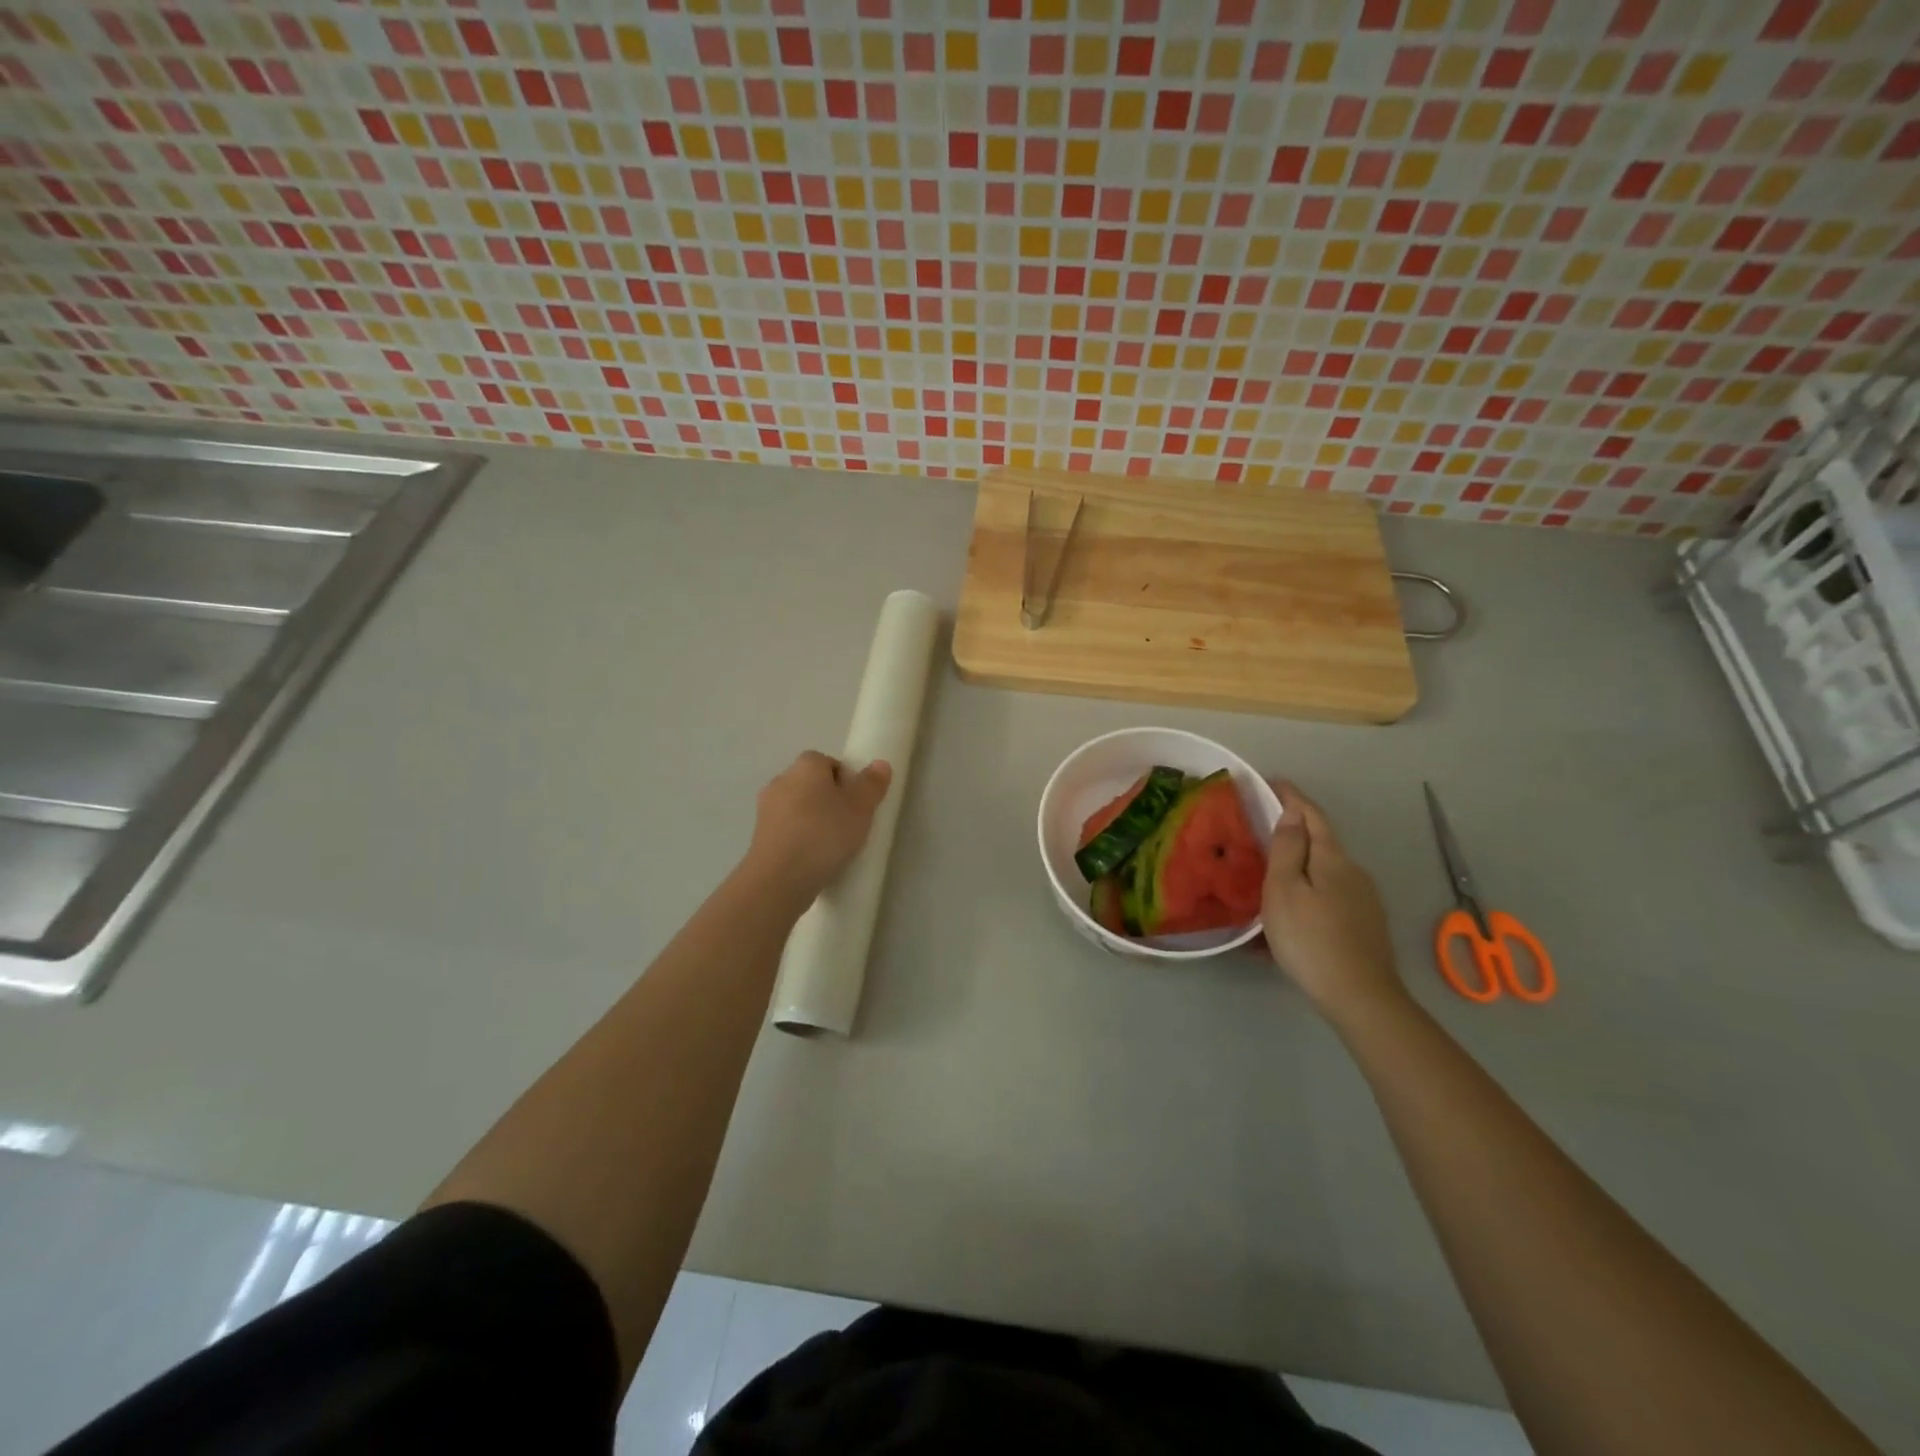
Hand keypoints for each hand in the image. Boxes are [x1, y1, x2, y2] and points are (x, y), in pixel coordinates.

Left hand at [744, 750, 892, 904]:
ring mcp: (765, 808)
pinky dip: (799, 838)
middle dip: (829, 800)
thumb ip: (872, 784)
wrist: (779, 878)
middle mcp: (781, 780)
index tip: (858, 804)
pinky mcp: (758, 835)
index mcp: (806, 766)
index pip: (829, 762)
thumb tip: (880, 764)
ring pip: (798, 807)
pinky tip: (812, 859)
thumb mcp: (861, 808)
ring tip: (831, 846)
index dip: (846, 781)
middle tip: (849, 824)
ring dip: (813, 820)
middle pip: (812, 784)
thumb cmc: (824, 834)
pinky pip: (787, 829)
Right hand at [1262, 781, 1405, 1019]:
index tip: (1271, 782)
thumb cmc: (1310, 938)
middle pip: (1321, 841)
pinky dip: (1307, 893)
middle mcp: (1353, 872)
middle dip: (1294, 831)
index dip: (1291, 796)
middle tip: (1262, 828)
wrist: (1360, 997)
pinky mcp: (1365, 925)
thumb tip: (1292, 812)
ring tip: (1269, 876)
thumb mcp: (1284, 890)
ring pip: (1324, 871)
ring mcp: (1363, 900)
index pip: (1311, 815)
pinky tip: (1290, 917)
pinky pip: (1329, 897)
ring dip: (1298, 866)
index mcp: (1332, 858)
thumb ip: (1287, 848)